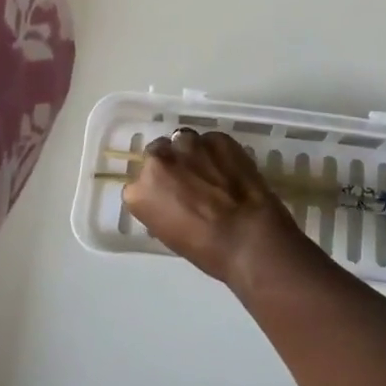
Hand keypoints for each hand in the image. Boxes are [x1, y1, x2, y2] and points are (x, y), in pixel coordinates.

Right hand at [124, 128, 304, 285]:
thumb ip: (161, 207)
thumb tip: (170, 199)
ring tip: (209, 170)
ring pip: (182, 140)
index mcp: (140, 191)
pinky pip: (210, 141)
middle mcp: (159, 160)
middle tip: (187, 180)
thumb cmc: (206, 249)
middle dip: (169, 164)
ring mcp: (188, 144)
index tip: (168, 198)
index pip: (138, 184)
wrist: (248, 235)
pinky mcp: (216, 137)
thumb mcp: (169, 234)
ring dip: (191, 153)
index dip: (155, 190)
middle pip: (157, 154)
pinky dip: (216, 152)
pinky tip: (228, 168)